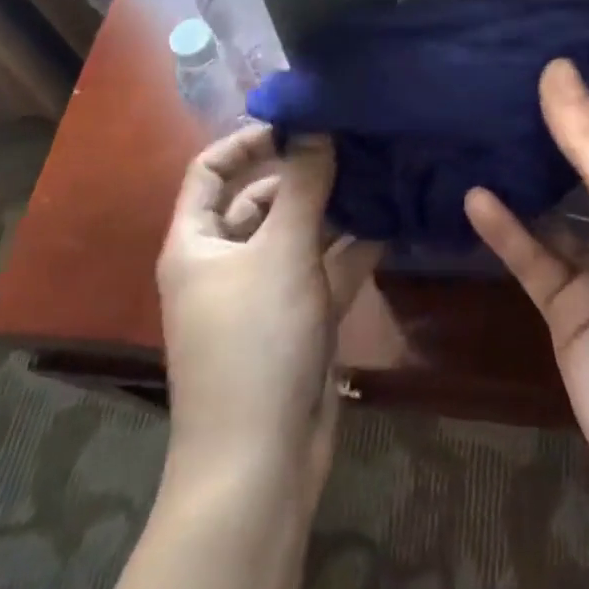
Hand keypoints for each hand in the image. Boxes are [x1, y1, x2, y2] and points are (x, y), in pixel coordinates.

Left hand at [157, 126, 382, 498]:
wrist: (260, 464)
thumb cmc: (255, 343)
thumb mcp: (281, 254)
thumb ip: (304, 187)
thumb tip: (316, 126)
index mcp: (197, 242)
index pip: (211, 170)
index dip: (249, 141)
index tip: (299, 124)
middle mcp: (226, 262)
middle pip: (262, 200)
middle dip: (306, 174)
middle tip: (357, 145)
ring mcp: (264, 294)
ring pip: (299, 236)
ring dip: (335, 211)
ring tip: (381, 174)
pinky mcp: (298, 321)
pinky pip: (323, 272)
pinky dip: (351, 251)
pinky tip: (391, 224)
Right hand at [465, 60, 588, 524]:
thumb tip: (557, 68)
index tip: (549, 67)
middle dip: (554, 138)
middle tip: (500, 91)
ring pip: (556, 214)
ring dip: (525, 181)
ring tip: (479, 133)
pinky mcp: (568, 310)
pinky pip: (532, 259)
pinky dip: (505, 230)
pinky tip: (473, 197)